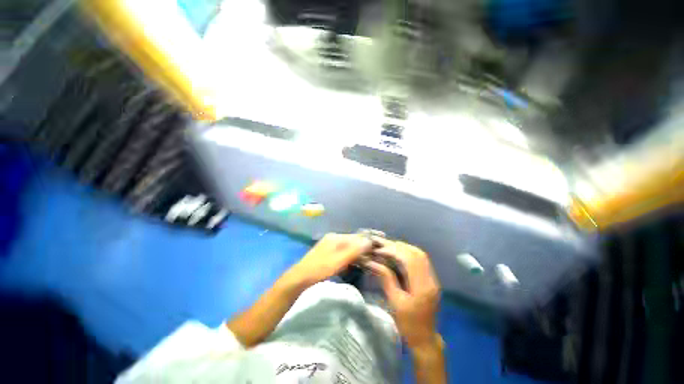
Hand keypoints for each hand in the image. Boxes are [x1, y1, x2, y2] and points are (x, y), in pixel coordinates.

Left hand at [288, 233, 372, 286]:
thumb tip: (368, 241)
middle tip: (374, 255)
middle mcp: (333, 238)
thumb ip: (354, 250)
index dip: (366, 241)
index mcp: (336, 237)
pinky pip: (342, 252)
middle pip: (352, 241)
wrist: (300, 277)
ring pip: (348, 247)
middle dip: (362, 248)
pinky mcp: (328, 253)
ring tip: (367, 259)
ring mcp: (330, 245)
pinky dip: (349, 257)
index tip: (377, 246)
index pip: (355, 237)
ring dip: (356, 253)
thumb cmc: (320, 268)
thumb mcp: (338, 260)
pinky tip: (354, 263)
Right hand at [365, 240, 441, 349]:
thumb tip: (374, 262)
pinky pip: (420, 260)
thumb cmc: (408, 324)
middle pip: (417, 254)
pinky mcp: (430, 279)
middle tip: (382, 245)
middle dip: (398, 246)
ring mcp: (432, 278)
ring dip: (404, 248)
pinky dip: (408, 253)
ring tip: (388, 247)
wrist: (425, 339)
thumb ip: (387, 279)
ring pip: (420, 255)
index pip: (410, 259)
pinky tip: (397, 253)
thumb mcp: (395, 302)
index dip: (394, 250)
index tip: (379, 250)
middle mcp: (430, 279)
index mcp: (422, 287)